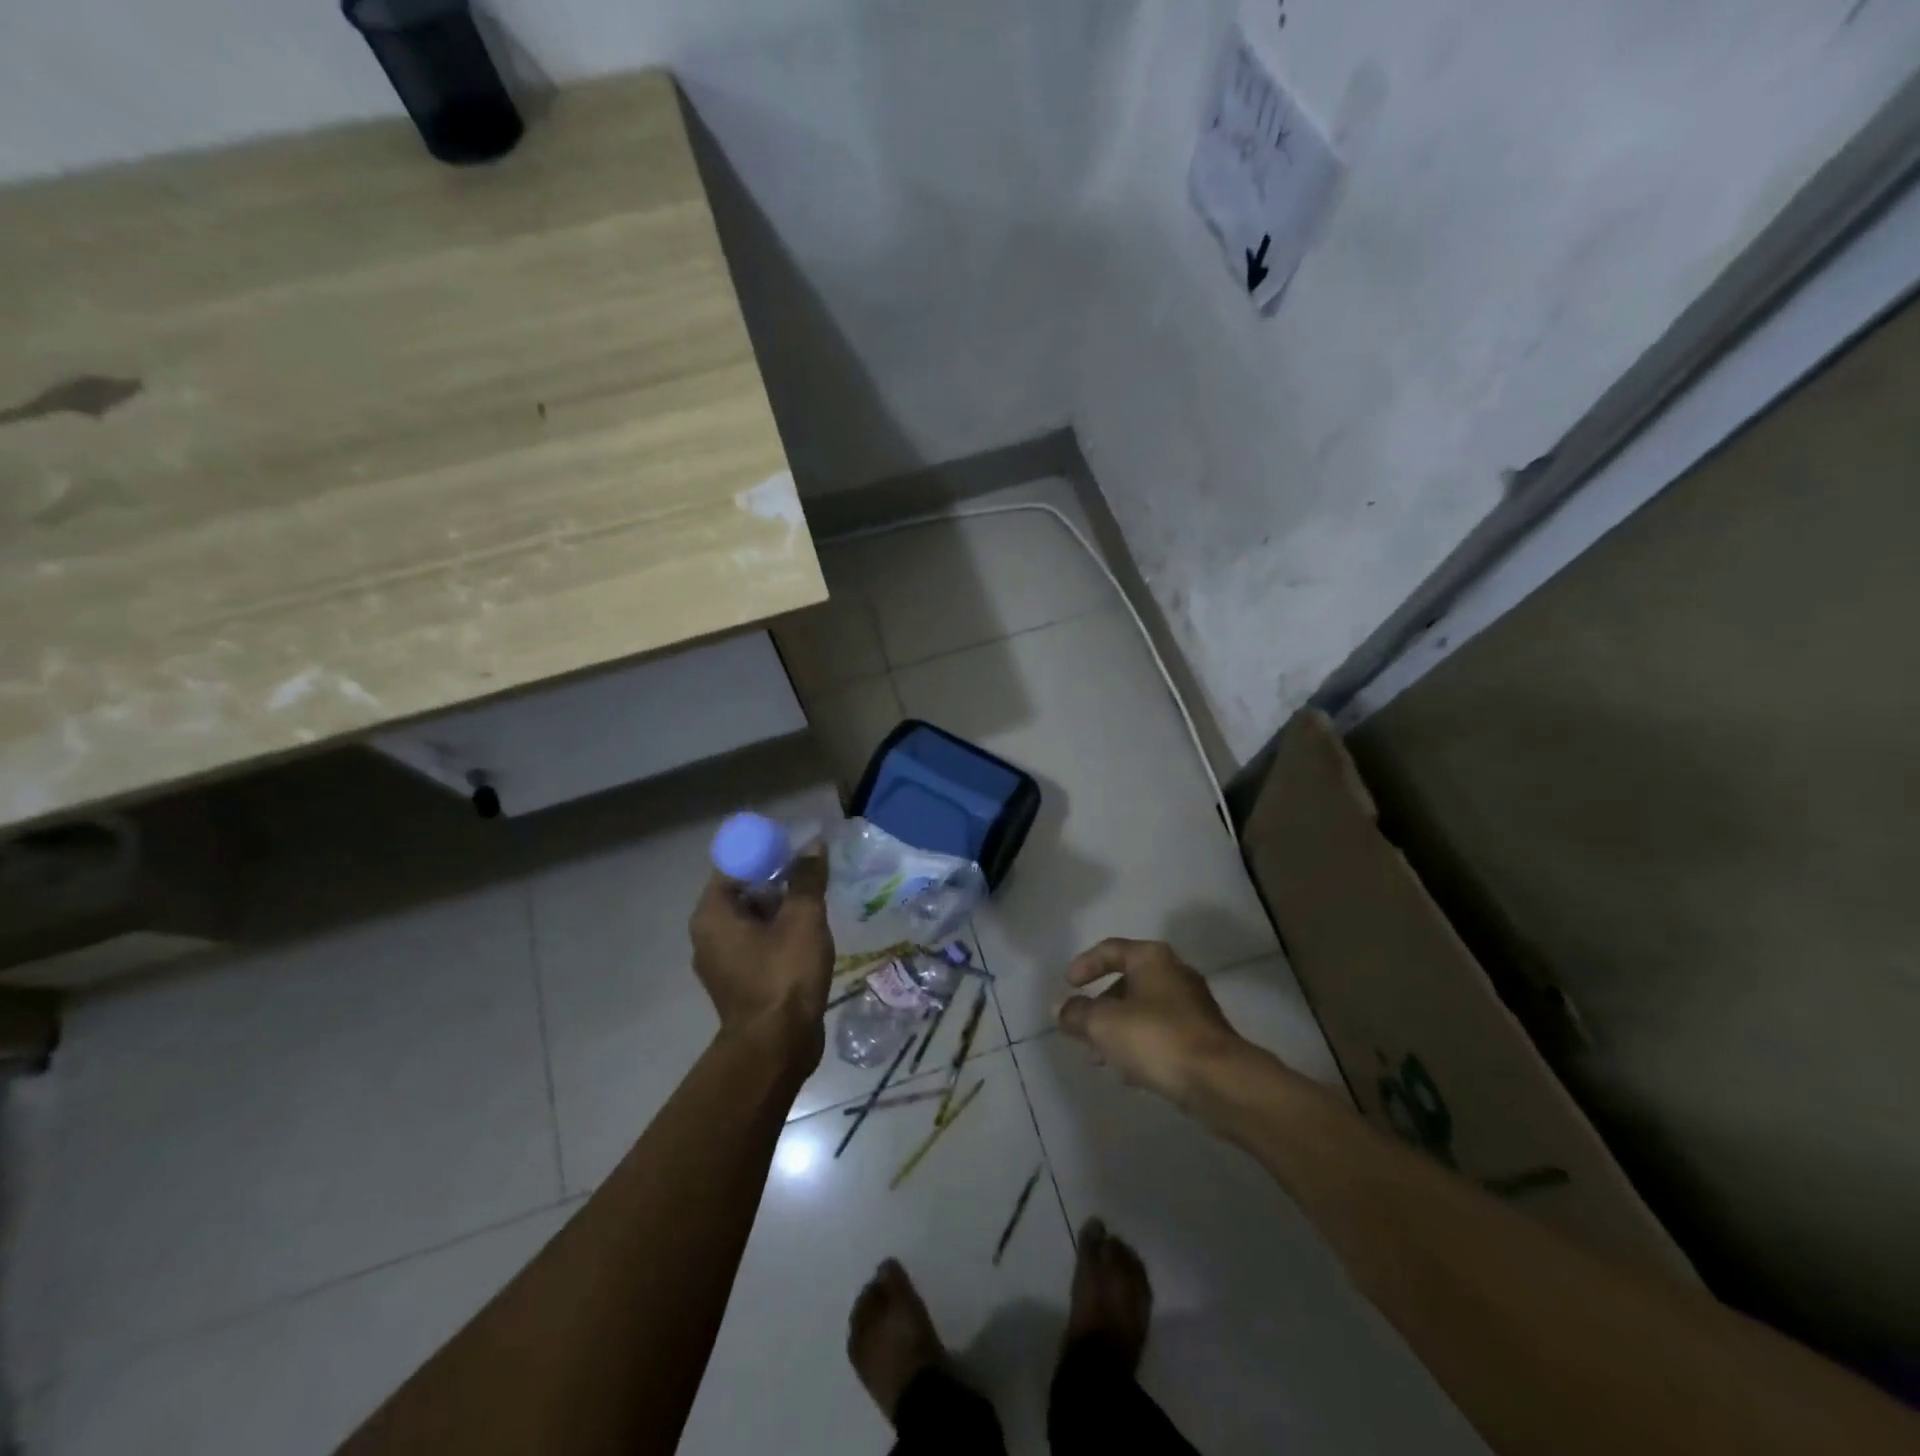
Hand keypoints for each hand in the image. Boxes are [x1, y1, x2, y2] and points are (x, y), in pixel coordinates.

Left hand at [689, 849, 834, 1067]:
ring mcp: (722, 960)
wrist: (777, 1047)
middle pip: (744, 889)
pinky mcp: (740, 979)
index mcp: (713, 914)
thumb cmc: (784, 975)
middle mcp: (708, 934)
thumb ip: (807, 878)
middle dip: (778, 877)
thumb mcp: (803, 919)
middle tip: (812, 871)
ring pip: (753, 917)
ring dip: (782, 905)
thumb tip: (813, 844)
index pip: (735, 864)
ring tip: (816, 898)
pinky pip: (758, 941)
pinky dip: (779, 931)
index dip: (766, 851)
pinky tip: (809, 931)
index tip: (796, 849)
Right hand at [1055, 939, 1244, 1106]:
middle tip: (1082, 1029)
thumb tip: (1060, 1009)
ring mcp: (1193, 1005)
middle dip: (1101, 1007)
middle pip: (1127, 982)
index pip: (1110, 949)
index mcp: (1152, 958)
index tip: (1068, 985)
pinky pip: (1161, 1034)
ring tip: (1100, 1058)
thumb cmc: (1157, 1038)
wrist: (1220, 1081)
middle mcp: (1175, 973)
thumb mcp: (1103, 1024)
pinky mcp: (1203, 1037)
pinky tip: (1128, 1073)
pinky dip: (1140, 1045)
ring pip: (1144, 1011)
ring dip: (1118, 1030)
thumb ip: (1076, 1014)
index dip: (1085, 964)